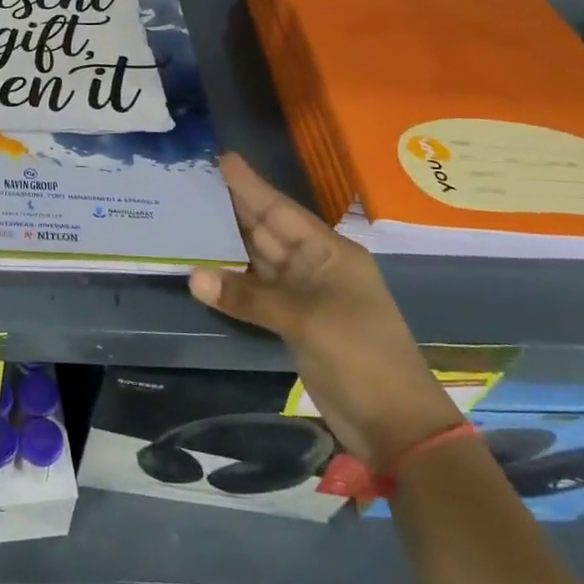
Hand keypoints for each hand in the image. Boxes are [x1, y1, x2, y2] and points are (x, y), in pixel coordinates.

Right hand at [189, 154, 460, 468]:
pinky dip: (231, 281)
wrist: (394, 424)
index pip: (281, 211)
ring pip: (258, 260)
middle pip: (267, 231)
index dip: (251, 186)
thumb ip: (248, 297)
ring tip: (189, 219)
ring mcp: (304, 295)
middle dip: (232, 208)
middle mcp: (315, 267)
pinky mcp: (293, 322)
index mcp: (330, 253)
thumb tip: (193, 275)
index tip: (221, 159)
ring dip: (227, 244)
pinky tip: (203, 269)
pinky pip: (256, 291)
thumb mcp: (305, 320)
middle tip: (191, 185)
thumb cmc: (360, 356)